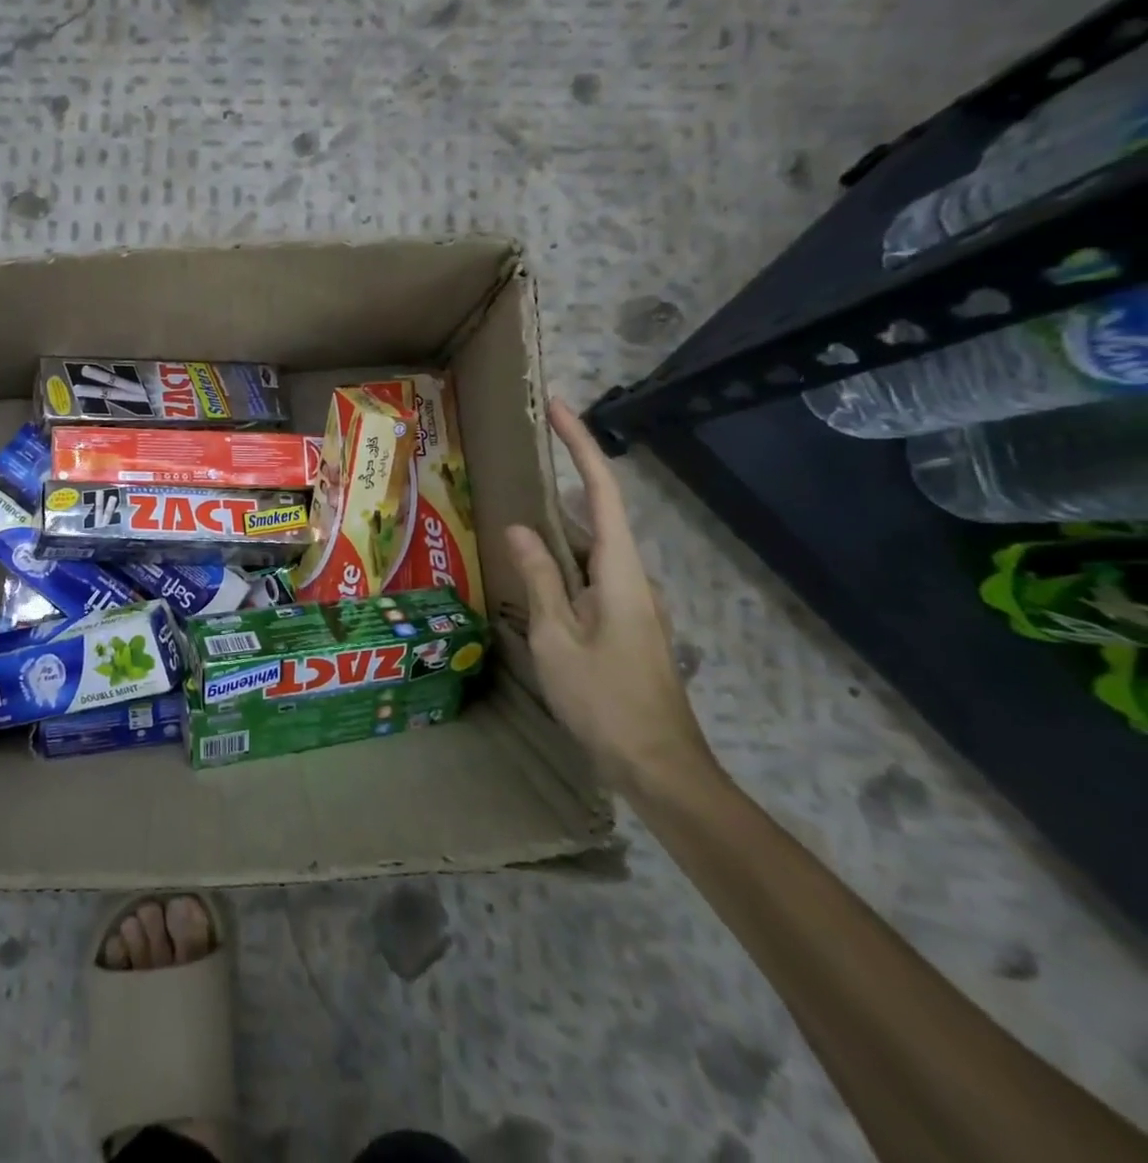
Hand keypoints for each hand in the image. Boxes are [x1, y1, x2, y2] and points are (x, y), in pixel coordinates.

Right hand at [505, 397, 716, 800]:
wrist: (658, 765)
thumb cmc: (603, 700)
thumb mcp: (556, 637)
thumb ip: (539, 578)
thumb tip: (519, 527)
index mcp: (620, 572)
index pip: (601, 492)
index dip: (582, 445)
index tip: (558, 409)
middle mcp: (633, 578)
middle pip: (597, 515)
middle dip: (564, 480)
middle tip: (521, 459)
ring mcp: (632, 603)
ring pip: (591, 550)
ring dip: (557, 527)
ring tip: (514, 511)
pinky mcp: (626, 625)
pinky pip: (590, 577)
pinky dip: (562, 562)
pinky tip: (532, 574)